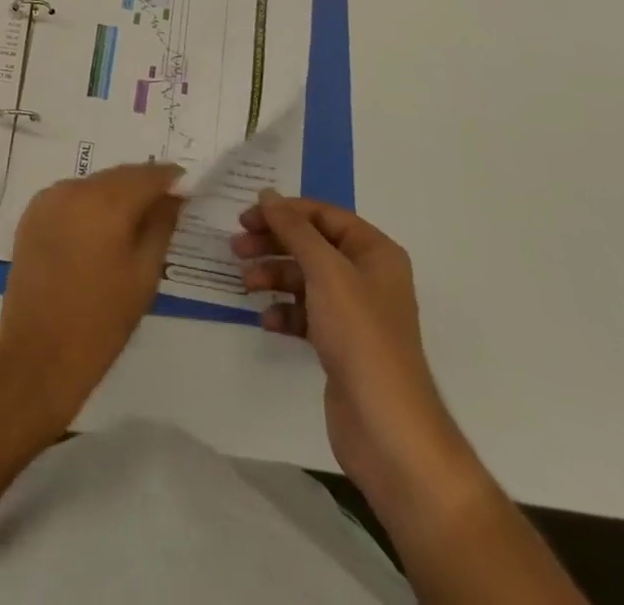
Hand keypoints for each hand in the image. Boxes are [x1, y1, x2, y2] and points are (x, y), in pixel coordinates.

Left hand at [0, 164, 183, 432]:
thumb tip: (173, 197)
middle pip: (119, 176)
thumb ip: (161, 225)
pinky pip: (70, 198)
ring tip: (130, 226)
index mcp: (106, 201)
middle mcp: (74, 188)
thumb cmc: (102, 320)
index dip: (170, 179)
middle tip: (164, 208)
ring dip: (114, 195)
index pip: (147, 175)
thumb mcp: (145, 274)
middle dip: (142, 187)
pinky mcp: (32, 214)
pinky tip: (98, 233)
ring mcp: (49, 199)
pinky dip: (88, 206)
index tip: (188, 189)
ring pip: (93, 185)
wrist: (39, 353)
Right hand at [233, 192, 474, 510]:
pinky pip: (306, 314)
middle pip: (312, 245)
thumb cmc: (360, 335)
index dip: (285, 212)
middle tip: (236, 248)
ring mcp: (354, 312)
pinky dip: (285, 311)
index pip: (324, 215)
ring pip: (305, 279)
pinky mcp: (341, 344)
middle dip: (274, 244)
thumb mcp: (325, 271)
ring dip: (274, 276)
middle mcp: (367, 276)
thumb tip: (268, 194)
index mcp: (374, 251)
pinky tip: (267, 320)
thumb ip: (294, 229)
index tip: (246, 218)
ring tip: (246, 284)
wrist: (387, 428)